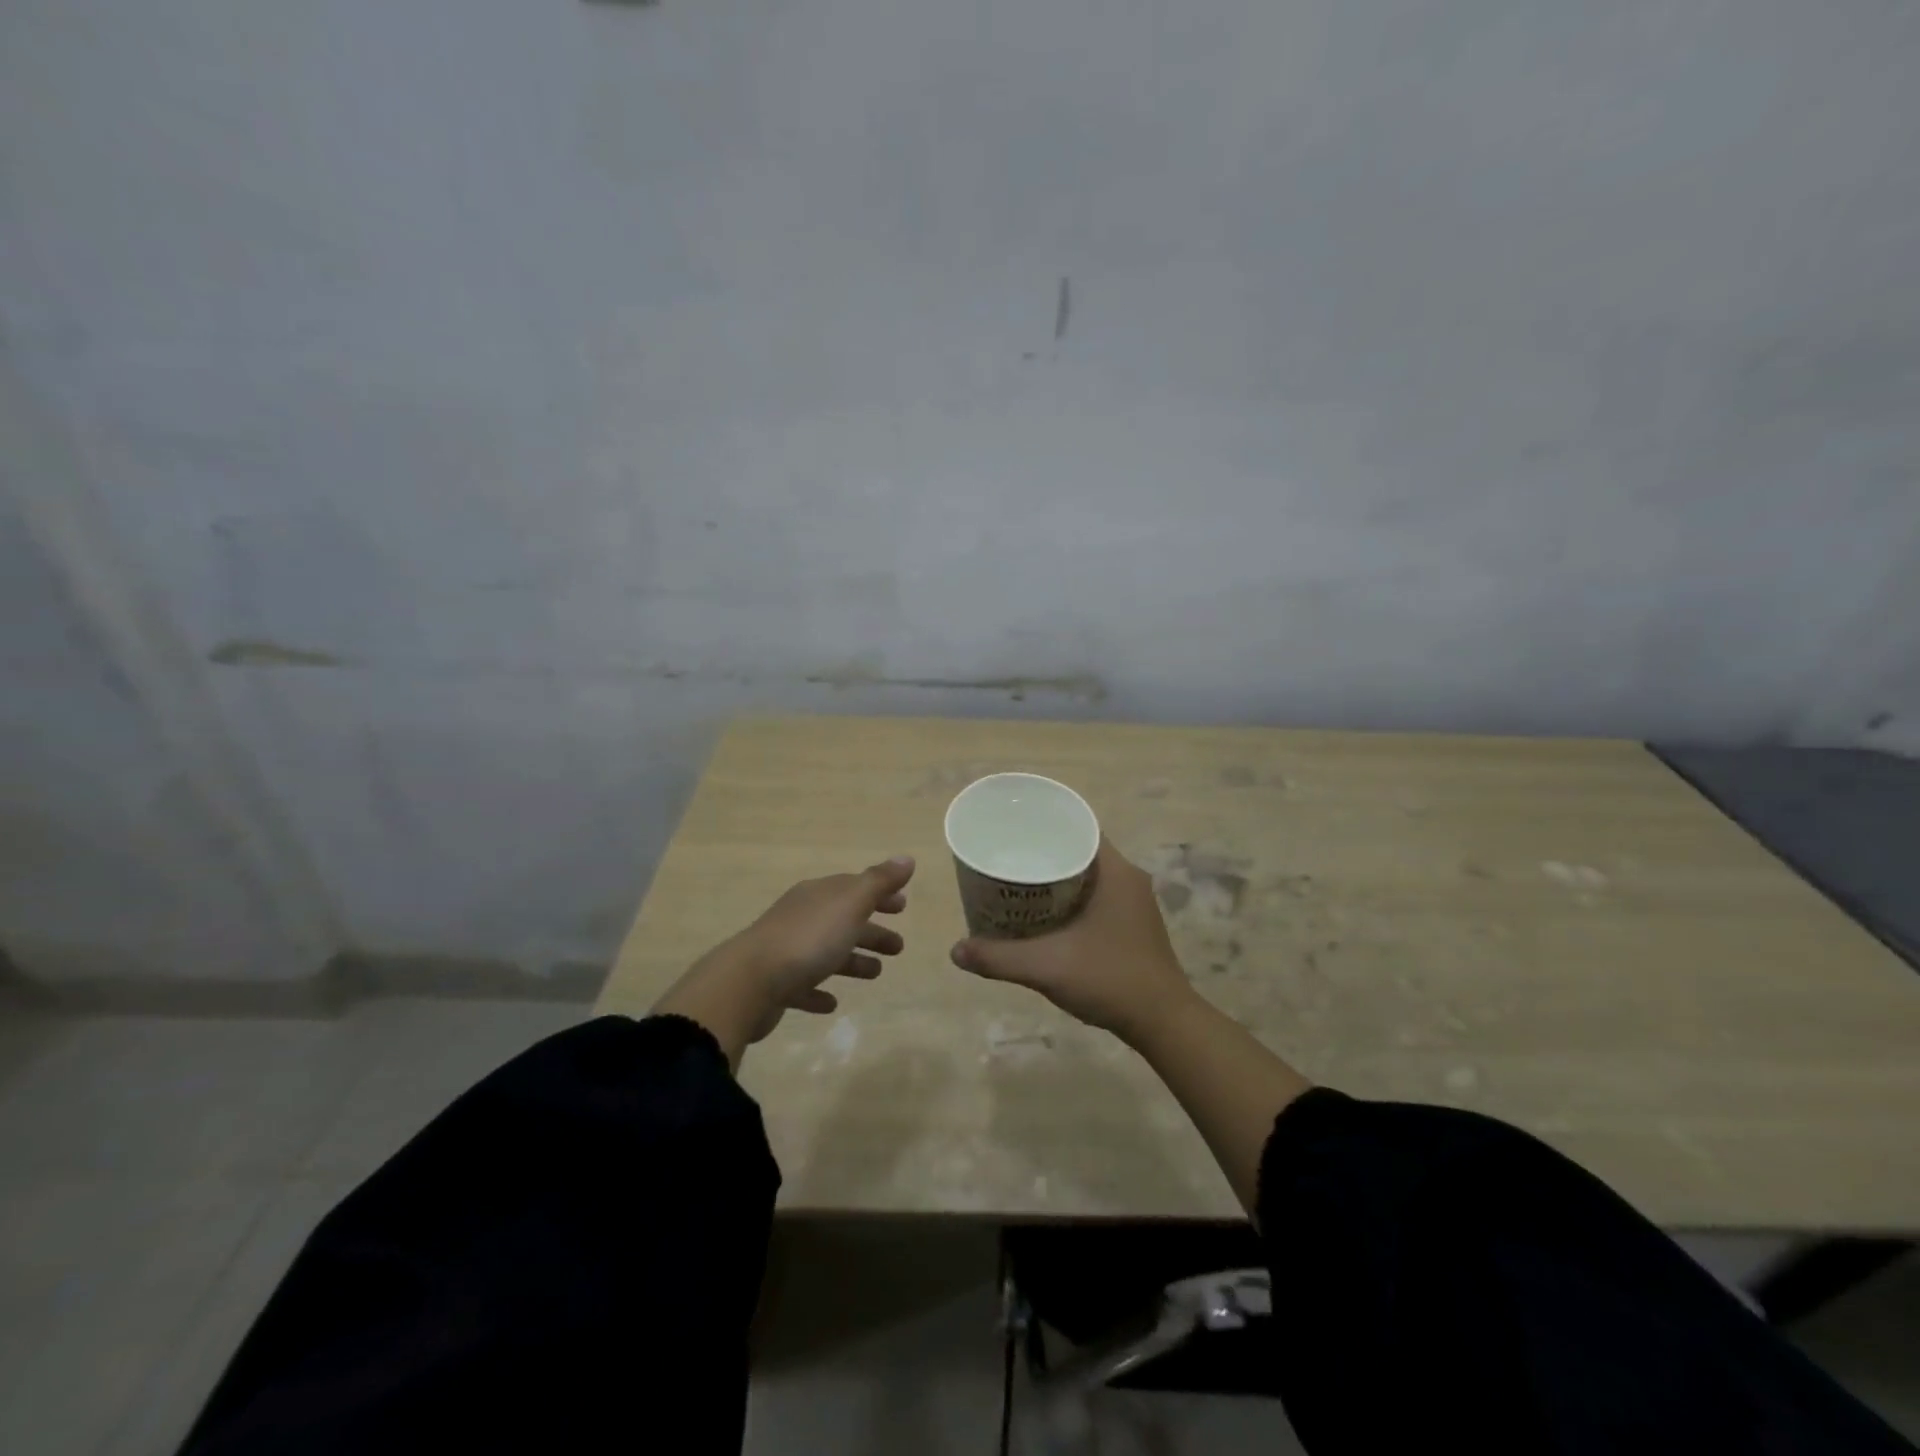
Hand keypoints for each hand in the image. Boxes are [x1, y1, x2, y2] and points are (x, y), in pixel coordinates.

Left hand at [653, 856, 913, 1068]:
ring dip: (852, 961)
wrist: (749, 982)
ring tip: (876, 973)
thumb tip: (906, 858)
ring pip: (826, 952)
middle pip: (843, 920)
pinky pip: (803, 985)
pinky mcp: (776, 985)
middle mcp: (802, 917)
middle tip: (899, 946)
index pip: (854, 888)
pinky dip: (819, 991)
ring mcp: (786, 951)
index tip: (903, 906)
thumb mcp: (850, 904)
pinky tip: (831, 1002)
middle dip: (871, 930)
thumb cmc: (808, 939)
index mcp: (819, 895)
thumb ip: (879, 882)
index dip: (880, 895)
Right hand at [949, 838, 1199, 1045]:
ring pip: (1086, 874)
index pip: (1078, 827)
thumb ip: (999, 958)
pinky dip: (1068, 897)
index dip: (1045, 824)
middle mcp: (1127, 878)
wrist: (1164, 1023)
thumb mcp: (1047, 967)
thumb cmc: (1110, 980)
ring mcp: (1133, 902)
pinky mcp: (1132, 923)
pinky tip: (1043, 913)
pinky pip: (1094, 895)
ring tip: (1017, 882)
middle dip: (1042, 851)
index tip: (1013, 829)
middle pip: (1079, 849)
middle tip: (1006, 856)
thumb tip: (955, 951)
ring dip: (1055, 876)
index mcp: (1115, 872)